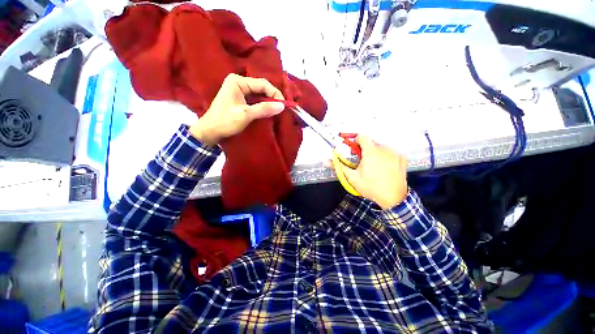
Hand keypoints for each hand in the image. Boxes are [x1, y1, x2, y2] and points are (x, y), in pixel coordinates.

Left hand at [189, 74, 284, 144]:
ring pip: (259, 94)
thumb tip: (282, 106)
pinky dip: (262, 105)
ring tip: (276, 111)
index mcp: (238, 81)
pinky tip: (268, 111)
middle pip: (261, 88)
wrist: (210, 131)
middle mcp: (238, 82)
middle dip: (272, 98)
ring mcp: (239, 90)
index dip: (275, 93)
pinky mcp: (240, 99)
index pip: (262, 83)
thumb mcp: (246, 115)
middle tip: (281, 109)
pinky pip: (255, 100)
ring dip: (268, 102)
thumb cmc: (225, 121)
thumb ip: (264, 109)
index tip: (283, 105)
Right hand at [342, 136, 407, 209]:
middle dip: (365, 149)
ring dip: (375, 153)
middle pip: (371, 142)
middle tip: (363, 162)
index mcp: (371, 152)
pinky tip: (385, 168)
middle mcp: (384, 149)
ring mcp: (395, 153)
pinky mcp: (402, 158)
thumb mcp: (352, 177)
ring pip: (381, 147)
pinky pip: (391, 152)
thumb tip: (326, 160)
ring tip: (374, 166)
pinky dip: (386, 156)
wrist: (393, 198)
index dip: (356, 141)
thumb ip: (339, 166)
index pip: (362, 136)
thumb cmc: (371, 187)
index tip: (355, 150)